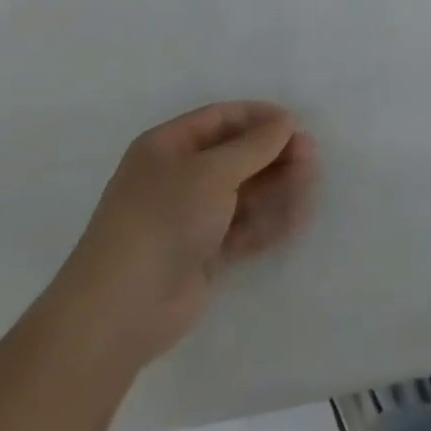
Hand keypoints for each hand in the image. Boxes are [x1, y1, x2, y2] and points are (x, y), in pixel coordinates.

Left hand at [39, 103, 318, 371]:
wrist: (119, 312)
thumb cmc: (163, 220)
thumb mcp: (212, 171)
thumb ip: (254, 145)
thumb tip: (287, 121)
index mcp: (167, 147)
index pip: (221, 118)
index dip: (259, 118)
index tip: (296, 125)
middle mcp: (177, 177)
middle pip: (235, 155)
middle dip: (273, 154)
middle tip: (311, 156)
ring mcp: (189, 218)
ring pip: (243, 192)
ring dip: (276, 186)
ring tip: (310, 184)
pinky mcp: (201, 254)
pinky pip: (242, 228)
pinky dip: (268, 220)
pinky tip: (298, 216)